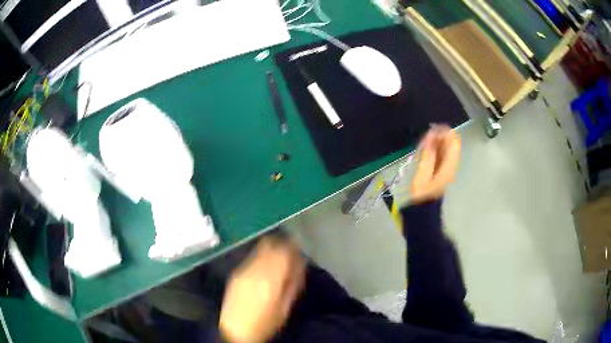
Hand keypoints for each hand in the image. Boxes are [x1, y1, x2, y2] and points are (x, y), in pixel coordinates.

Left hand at [219, 237, 304, 342]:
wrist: (235, 330)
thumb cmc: (265, 323)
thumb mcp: (285, 308)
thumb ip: (294, 283)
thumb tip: (301, 264)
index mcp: (271, 279)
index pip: (284, 251)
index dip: (293, 247)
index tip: (299, 252)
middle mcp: (256, 269)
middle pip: (270, 244)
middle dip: (282, 245)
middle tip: (289, 254)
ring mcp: (243, 270)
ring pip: (260, 248)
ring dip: (271, 250)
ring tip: (277, 261)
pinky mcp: (235, 273)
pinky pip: (252, 257)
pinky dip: (261, 257)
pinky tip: (264, 269)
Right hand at [410, 125, 460, 203]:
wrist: (424, 208)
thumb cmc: (422, 193)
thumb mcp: (423, 175)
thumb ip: (428, 155)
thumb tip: (430, 137)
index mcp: (449, 165)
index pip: (453, 142)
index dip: (444, 132)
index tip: (430, 131)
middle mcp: (452, 163)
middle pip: (451, 142)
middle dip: (439, 136)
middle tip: (425, 138)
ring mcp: (448, 166)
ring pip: (446, 146)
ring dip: (436, 141)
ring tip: (423, 143)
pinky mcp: (442, 168)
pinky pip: (442, 152)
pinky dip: (435, 148)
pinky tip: (425, 149)